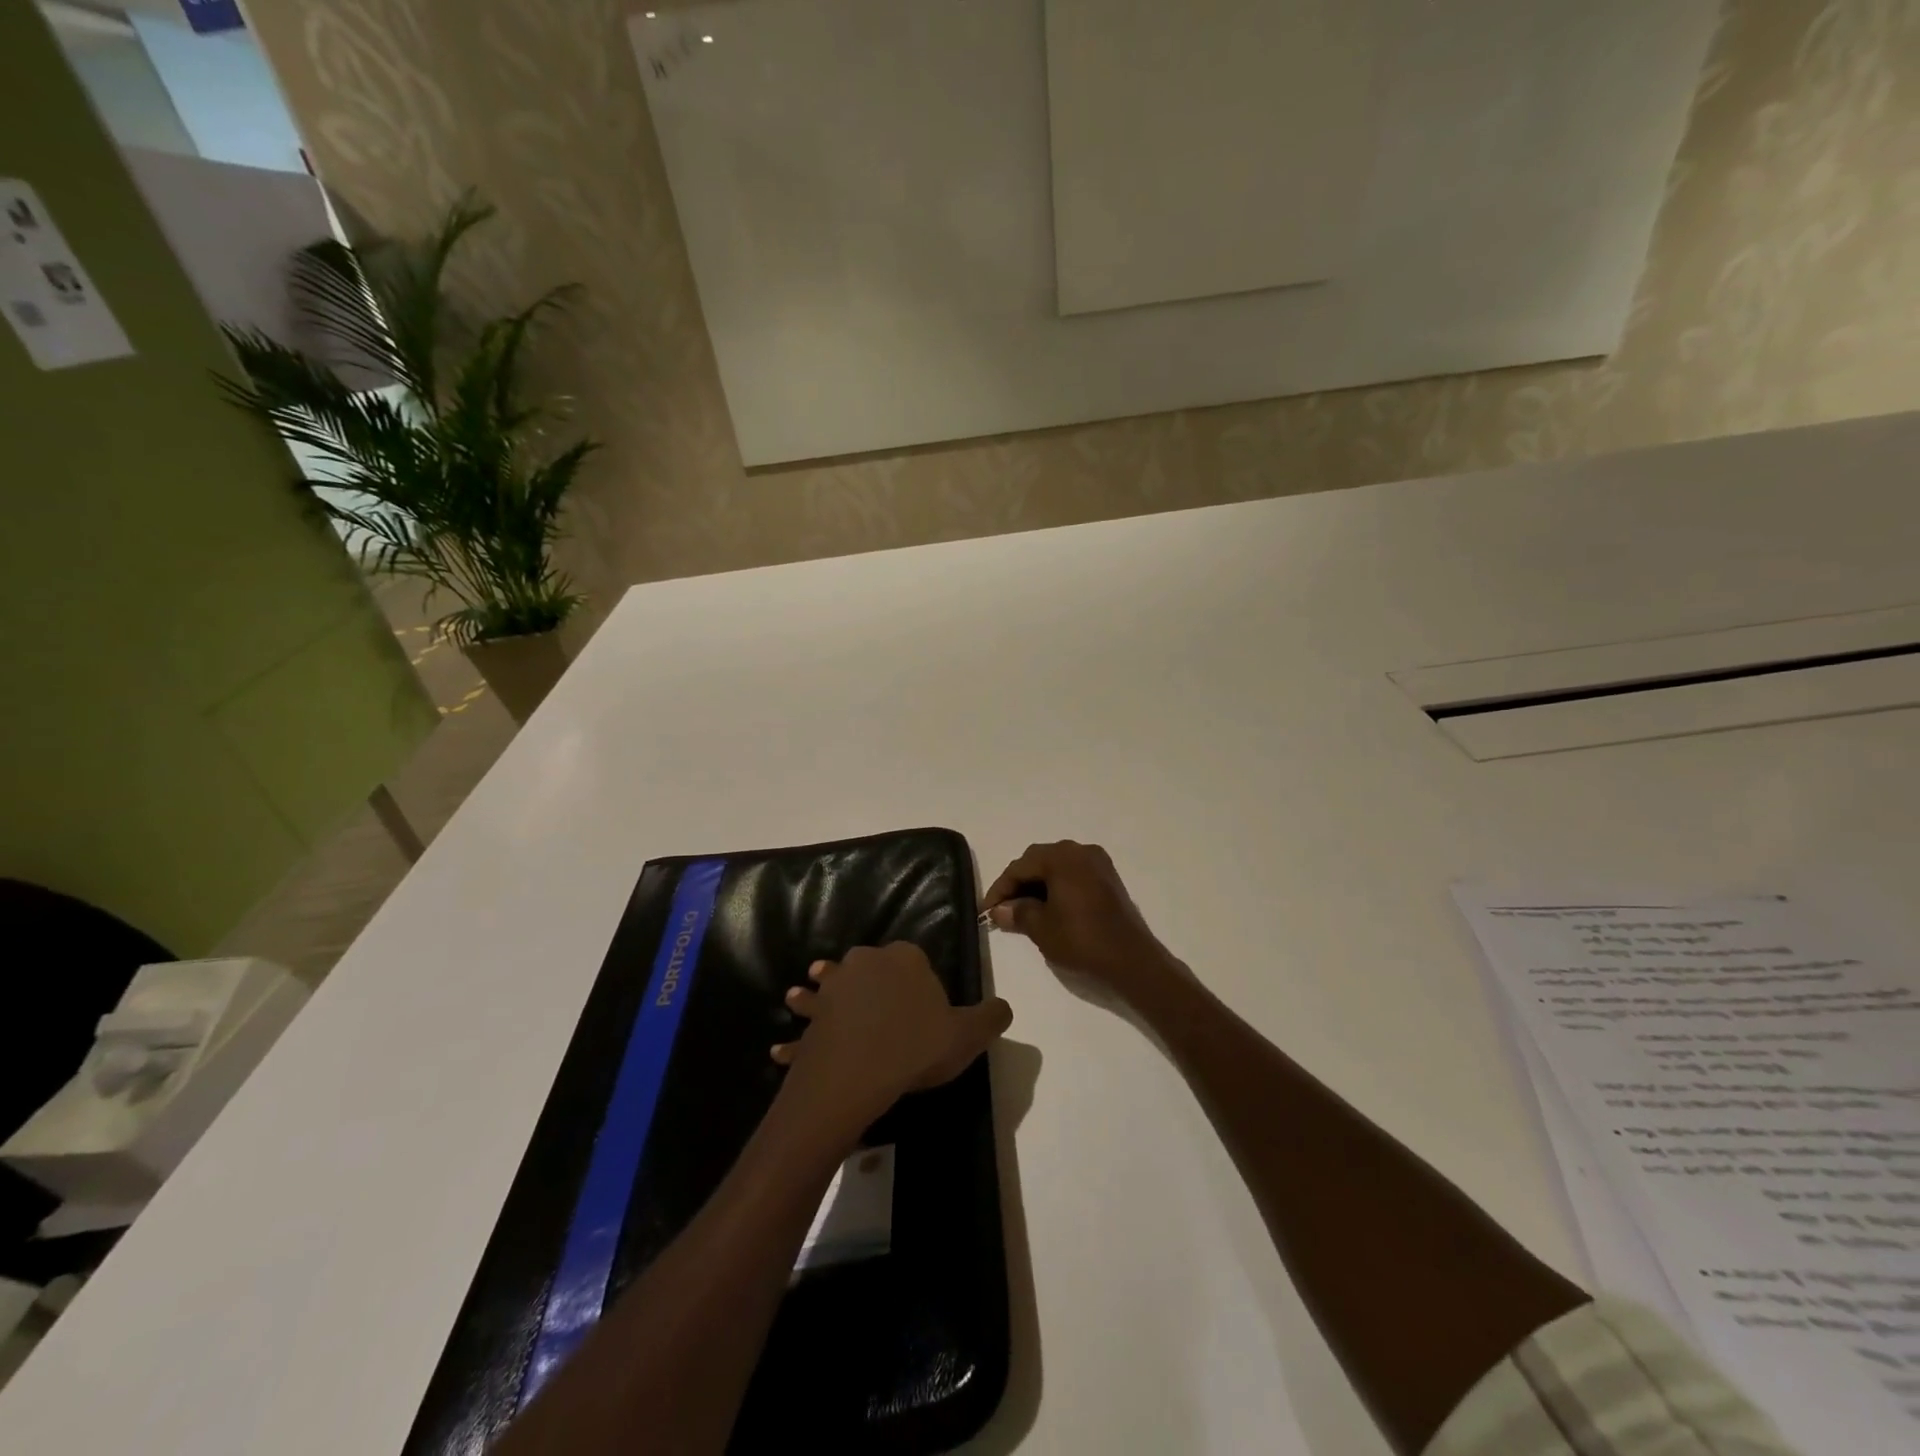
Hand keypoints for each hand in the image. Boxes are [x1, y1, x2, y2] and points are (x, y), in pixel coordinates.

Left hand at [771, 944, 1011, 1128]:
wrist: (857, 1072)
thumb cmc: (916, 1046)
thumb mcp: (968, 1034)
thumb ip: (991, 1017)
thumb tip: (1004, 1007)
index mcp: (905, 958)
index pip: (915, 959)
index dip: (920, 981)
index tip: (923, 1009)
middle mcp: (866, 962)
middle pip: (870, 968)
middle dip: (868, 980)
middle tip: (873, 1007)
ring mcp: (834, 988)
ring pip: (827, 987)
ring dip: (814, 994)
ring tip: (799, 999)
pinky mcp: (813, 1018)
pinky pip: (805, 1028)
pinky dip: (794, 1039)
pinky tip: (778, 1050)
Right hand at [982, 841, 1184, 1001]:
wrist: (1132, 961)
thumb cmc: (1082, 941)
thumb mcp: (1042, 928)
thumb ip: (1017, 912)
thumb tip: (999, 909)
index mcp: (1061, 857)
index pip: (1020, 867)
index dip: (1000, 888)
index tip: (986, 911)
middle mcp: (1080, 851)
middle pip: (1038, 861)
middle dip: (1018, 884)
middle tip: (1003, 910)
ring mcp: (1098, 863)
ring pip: (1056, 867)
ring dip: (1037, 885)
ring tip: (1023, 911)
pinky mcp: (1109, 878)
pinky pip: (1073, 875)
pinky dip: (1057, 887)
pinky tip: (1048, 908)